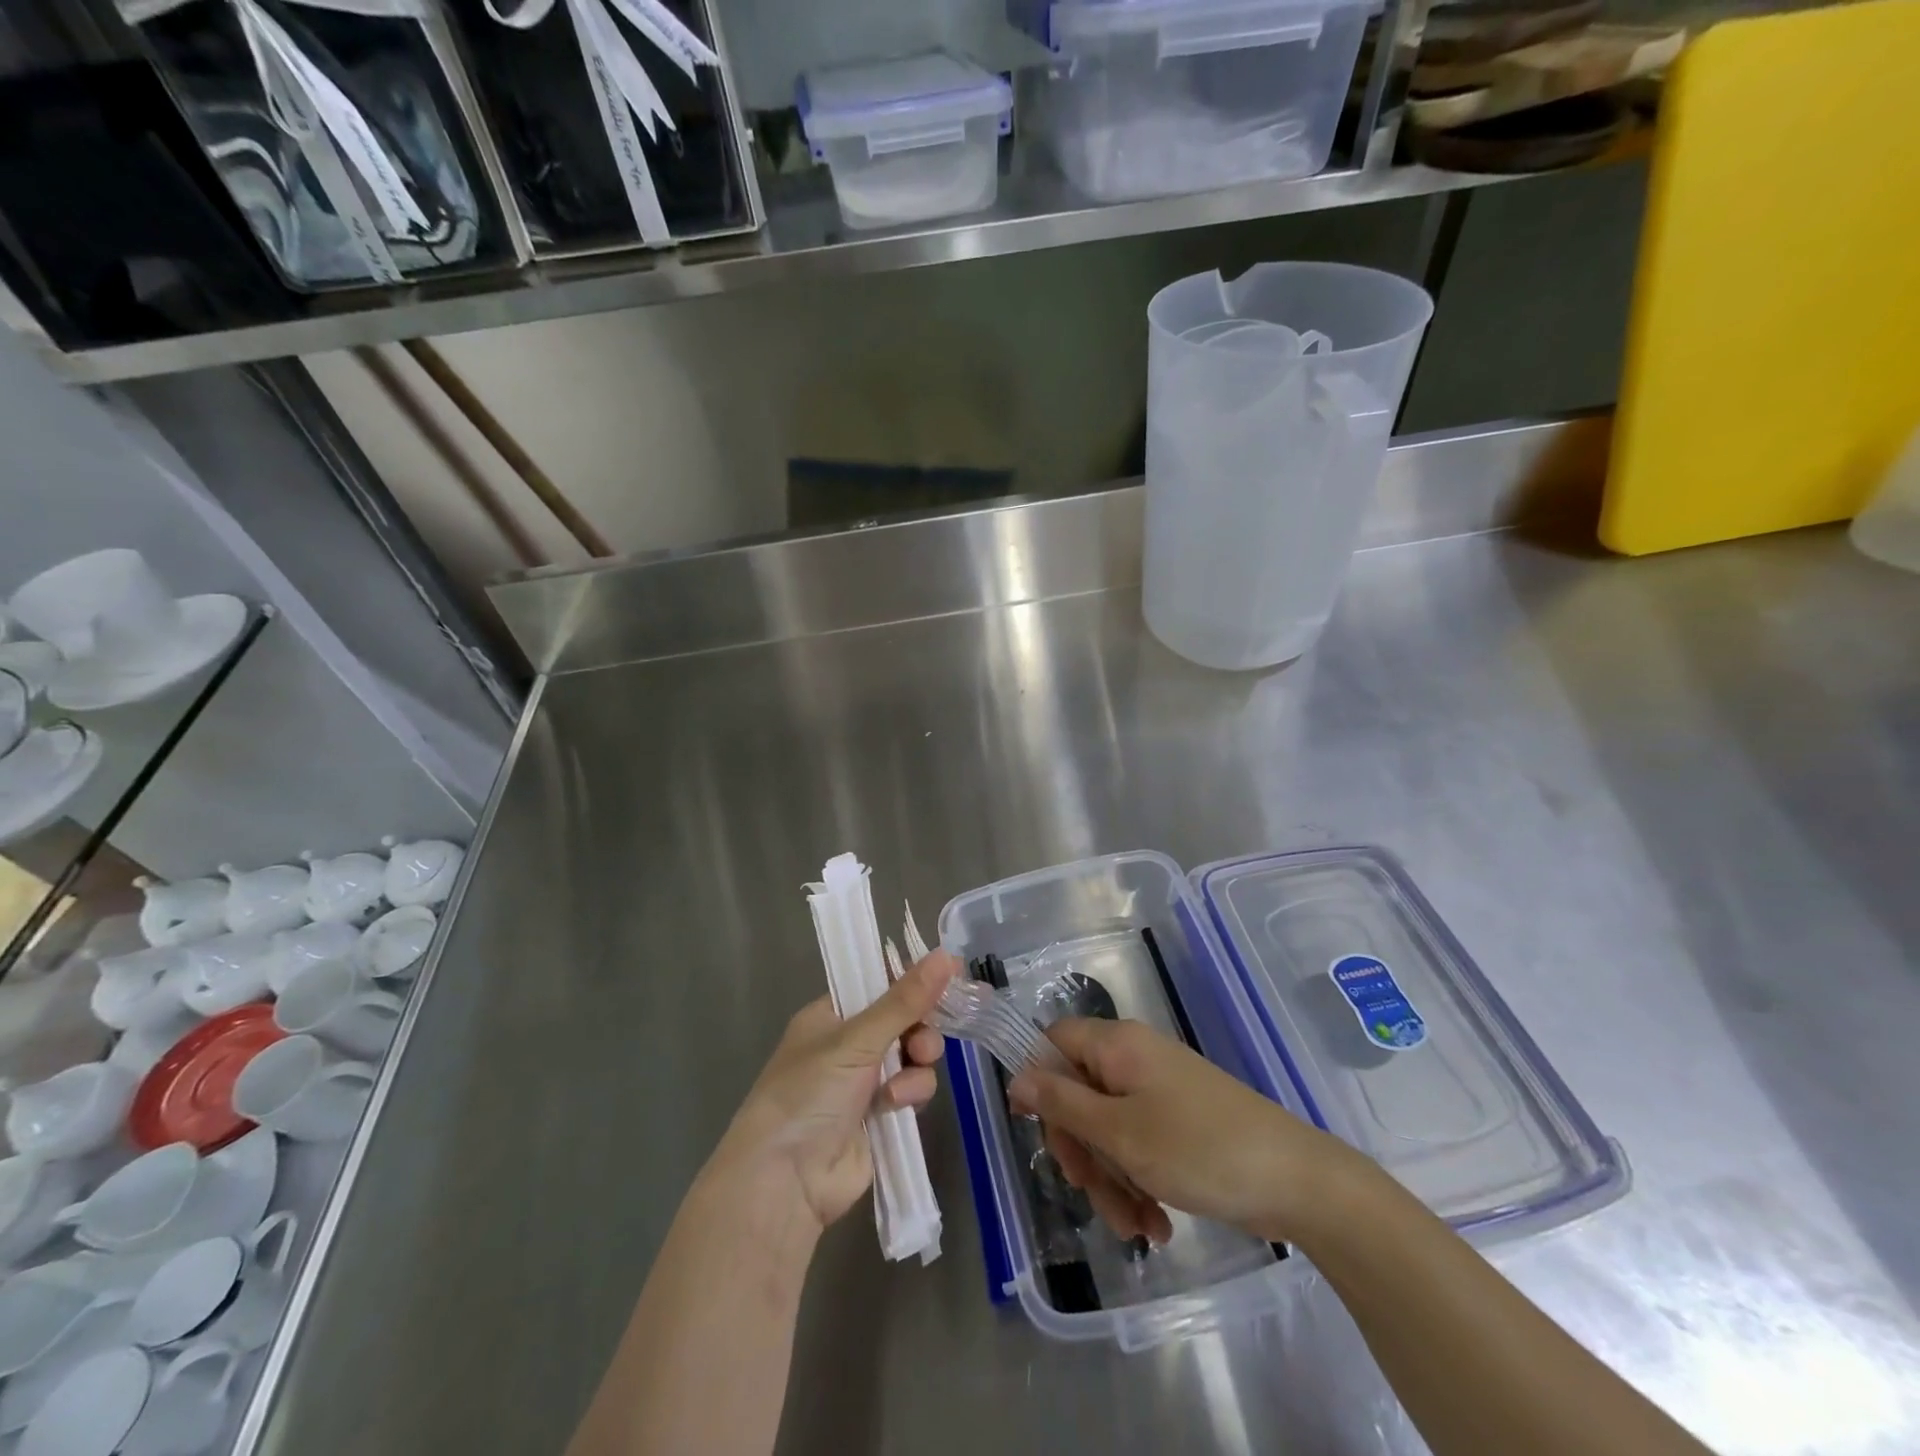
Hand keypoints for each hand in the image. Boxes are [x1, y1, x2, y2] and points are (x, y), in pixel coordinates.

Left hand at [708, 950, 955, 1235]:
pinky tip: (895, 1106)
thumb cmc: (810, 1094)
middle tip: (922, 1043)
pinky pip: (911, 1089)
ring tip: (902, 1083)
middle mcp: (848, 1044)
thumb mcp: (856, 1040)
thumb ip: (905, 1000)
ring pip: (912, 1055)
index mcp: (831, 1015)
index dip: (912, 979)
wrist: (786, 1181)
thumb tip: (946, 955)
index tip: (947, 976)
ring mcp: (864, 1081)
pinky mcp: (880, 1115)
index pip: (878, 983)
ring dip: (916, 1065)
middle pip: (903, 1020)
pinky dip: (910, 1094)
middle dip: (920, 1029)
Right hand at [1008, 1017, 1356, 1245]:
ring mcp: (1160, 1090)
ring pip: (1109, 1128)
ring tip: (1136, 1226)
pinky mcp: (1181, 1121)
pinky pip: (1140, 1144)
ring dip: (1112, 1178)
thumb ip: (1063, 1103)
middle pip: (1079, 1093)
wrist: (1297, 1181)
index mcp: (1118, 1045)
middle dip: (1082, 1150)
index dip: (1037, 1079)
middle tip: (1091, 1191)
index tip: (1029, 1126)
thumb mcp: (1120, 1133)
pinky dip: (1139, 1181)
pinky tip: (1156, 1225)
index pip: (1054, 1041)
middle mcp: (1135, 1058)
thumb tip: (1018, 1075)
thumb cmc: (1199, 1149)